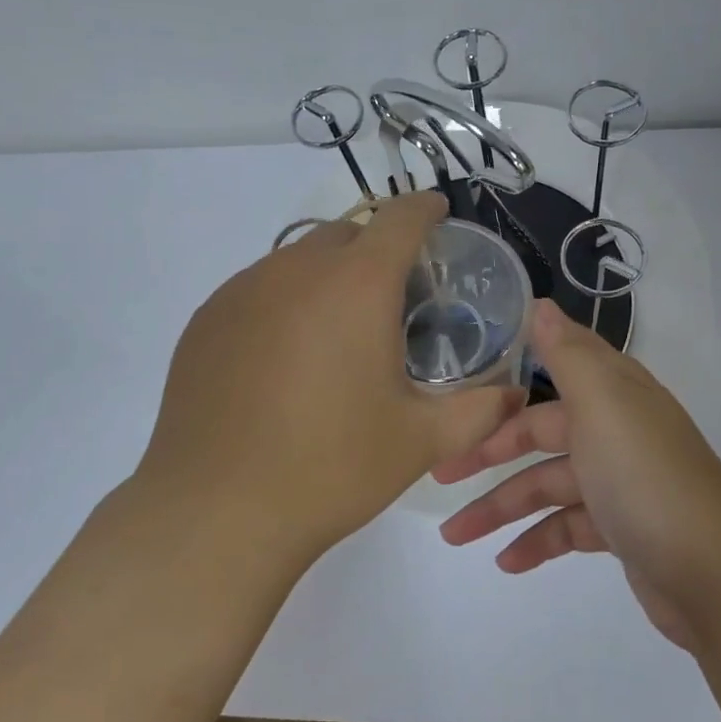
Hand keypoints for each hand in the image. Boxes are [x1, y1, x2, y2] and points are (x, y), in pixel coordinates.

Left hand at [136, 192, 521, 561]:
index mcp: (356, 285)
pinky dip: (284, 302)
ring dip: (328, 277)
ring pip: (298, 259)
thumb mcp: (421, 441)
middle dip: (376, 250)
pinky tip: (285, 359)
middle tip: (393, 300)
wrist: (216, 511)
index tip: (438, 216)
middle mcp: (296, 270)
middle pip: (347, 233)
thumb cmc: (331, 468)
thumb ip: (481, 410)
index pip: (399, 217)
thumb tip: (514, 394)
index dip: (424, 210)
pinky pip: (257, 288)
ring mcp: (242, 291)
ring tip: (337, 335)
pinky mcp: (206, 319)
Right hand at [436, 298, 720, 647]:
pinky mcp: (621, 529)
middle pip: (541, 432)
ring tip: (454, 534)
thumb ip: (567, 354)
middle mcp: (616, 429)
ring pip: (546, 486)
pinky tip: (506, 562)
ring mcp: (619, 481)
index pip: (553, 370)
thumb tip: (539, 303)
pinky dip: (536, 541)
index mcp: (613, 392)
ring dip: (500, 508)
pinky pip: (566, 527)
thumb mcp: (602, 404)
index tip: (462, 390)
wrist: (715, 574)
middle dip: (489, 454)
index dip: (510, 380)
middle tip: (439, 473)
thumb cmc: (644, 477)